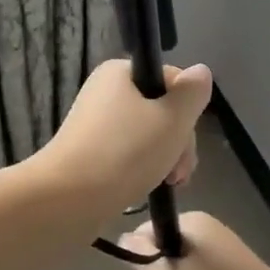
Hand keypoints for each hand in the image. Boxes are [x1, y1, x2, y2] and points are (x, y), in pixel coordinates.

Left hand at [33, 59, 210, 217]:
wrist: (68, 198)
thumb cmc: (125, 152)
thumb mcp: (172, 119)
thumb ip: (192, 93)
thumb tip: (200, 71)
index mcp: (120, 72)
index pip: (171, 79)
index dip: (187, 109)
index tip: (188, 138)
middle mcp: (105, 91)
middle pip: (160, 108)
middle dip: (178, 140)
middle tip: (178, 171)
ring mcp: (95, 123)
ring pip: (147, 134)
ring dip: (165, 157)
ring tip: (168, 183)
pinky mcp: (89, 151)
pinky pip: (128, 152)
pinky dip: (143, 167)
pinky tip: (148, 187)